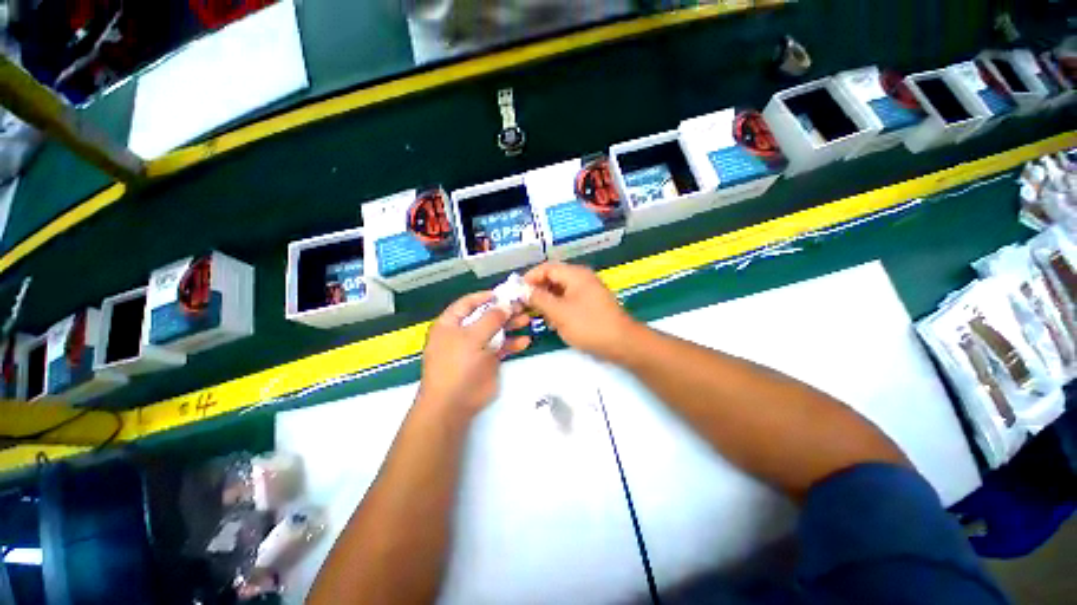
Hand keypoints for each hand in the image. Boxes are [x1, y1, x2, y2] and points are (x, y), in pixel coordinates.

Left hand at [418, 292, 531, 416]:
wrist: (454, 404)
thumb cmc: (458, 365)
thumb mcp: (472, 337)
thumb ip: (491, 319)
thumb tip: (505, 305)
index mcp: (451, 324)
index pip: (467, 303)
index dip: (485, 297)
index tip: (504, 294)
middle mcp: (463, 333)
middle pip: (485, 316)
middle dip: (503, 311)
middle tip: (522, 306)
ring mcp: (476, 348)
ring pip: (496, 332)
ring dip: (511, 326)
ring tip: (527, 320)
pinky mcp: (487, 361)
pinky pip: (501, 348)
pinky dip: (513, 344)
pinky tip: (525, 341)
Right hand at [523, 262, 639, 361]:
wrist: (621, 343)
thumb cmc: (589, 325)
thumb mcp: (559, 312)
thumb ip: (539, 299)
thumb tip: (523, 290)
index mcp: (575, 275)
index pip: (547, 268)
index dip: (530, 277)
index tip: (517, 291)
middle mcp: (582, 279)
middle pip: (553, 278)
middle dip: (538, 290)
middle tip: (524, 304)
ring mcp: (587, 292)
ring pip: (560, 291)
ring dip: (547, 300)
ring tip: (537, 314)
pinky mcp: (590, 304)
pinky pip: (569, 300)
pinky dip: (558, 308)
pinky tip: (552, 321)